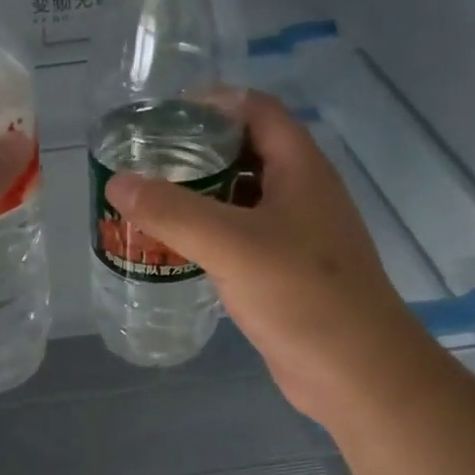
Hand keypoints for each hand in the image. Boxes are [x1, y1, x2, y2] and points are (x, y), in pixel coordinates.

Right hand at [105, 92, 414, 428]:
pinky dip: (208, 233)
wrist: (356, 373)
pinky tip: (175, 247)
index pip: (257, 109)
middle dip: (197, 150)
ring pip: (241, 197)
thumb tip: (118, 182)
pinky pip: (241, 237)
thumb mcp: (231, 245)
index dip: (212, 102)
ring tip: (149, 200)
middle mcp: (301, 193)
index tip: (161, 115)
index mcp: (301, 169)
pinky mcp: (285, 272)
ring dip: (200, 194)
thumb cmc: (302, 295)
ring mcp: (296, 235)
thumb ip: (172, 211)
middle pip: (246, 151)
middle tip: (145, 160)